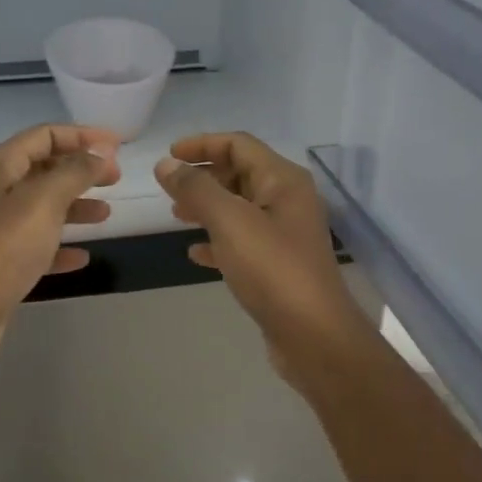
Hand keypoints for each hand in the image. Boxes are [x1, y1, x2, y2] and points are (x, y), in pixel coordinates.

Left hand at [0, 123, 121, 370]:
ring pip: (43, 207)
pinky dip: (60, 246)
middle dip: (81, 170)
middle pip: (44, 169)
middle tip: (116, 178)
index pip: (45, 135)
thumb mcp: (43, 200)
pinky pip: (38, 245)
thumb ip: (75, 172)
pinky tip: (82, 257)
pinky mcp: (2, 263)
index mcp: (0, 166)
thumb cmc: (3, 246)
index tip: (118, 146)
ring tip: (106, 215)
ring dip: (75, 206)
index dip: (82, 136)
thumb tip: (101, 152)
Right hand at [155, 133, 366, 380]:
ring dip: (207, 206)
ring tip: (176, 215)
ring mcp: (285, 234)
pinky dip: (217, 240)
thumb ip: (196, 189)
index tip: (169, 155)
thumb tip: (167, 164)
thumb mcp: (229, 221)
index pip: (239, 145)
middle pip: (240, 173)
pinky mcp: (278, 265)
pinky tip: (195, 253)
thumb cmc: (273, 269)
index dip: (202, 144)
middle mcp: (288, 200)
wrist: (314, 336)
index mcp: (283, 180)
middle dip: (203, 176)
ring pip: (239, 207)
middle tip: (169, 188)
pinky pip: (242, 240)